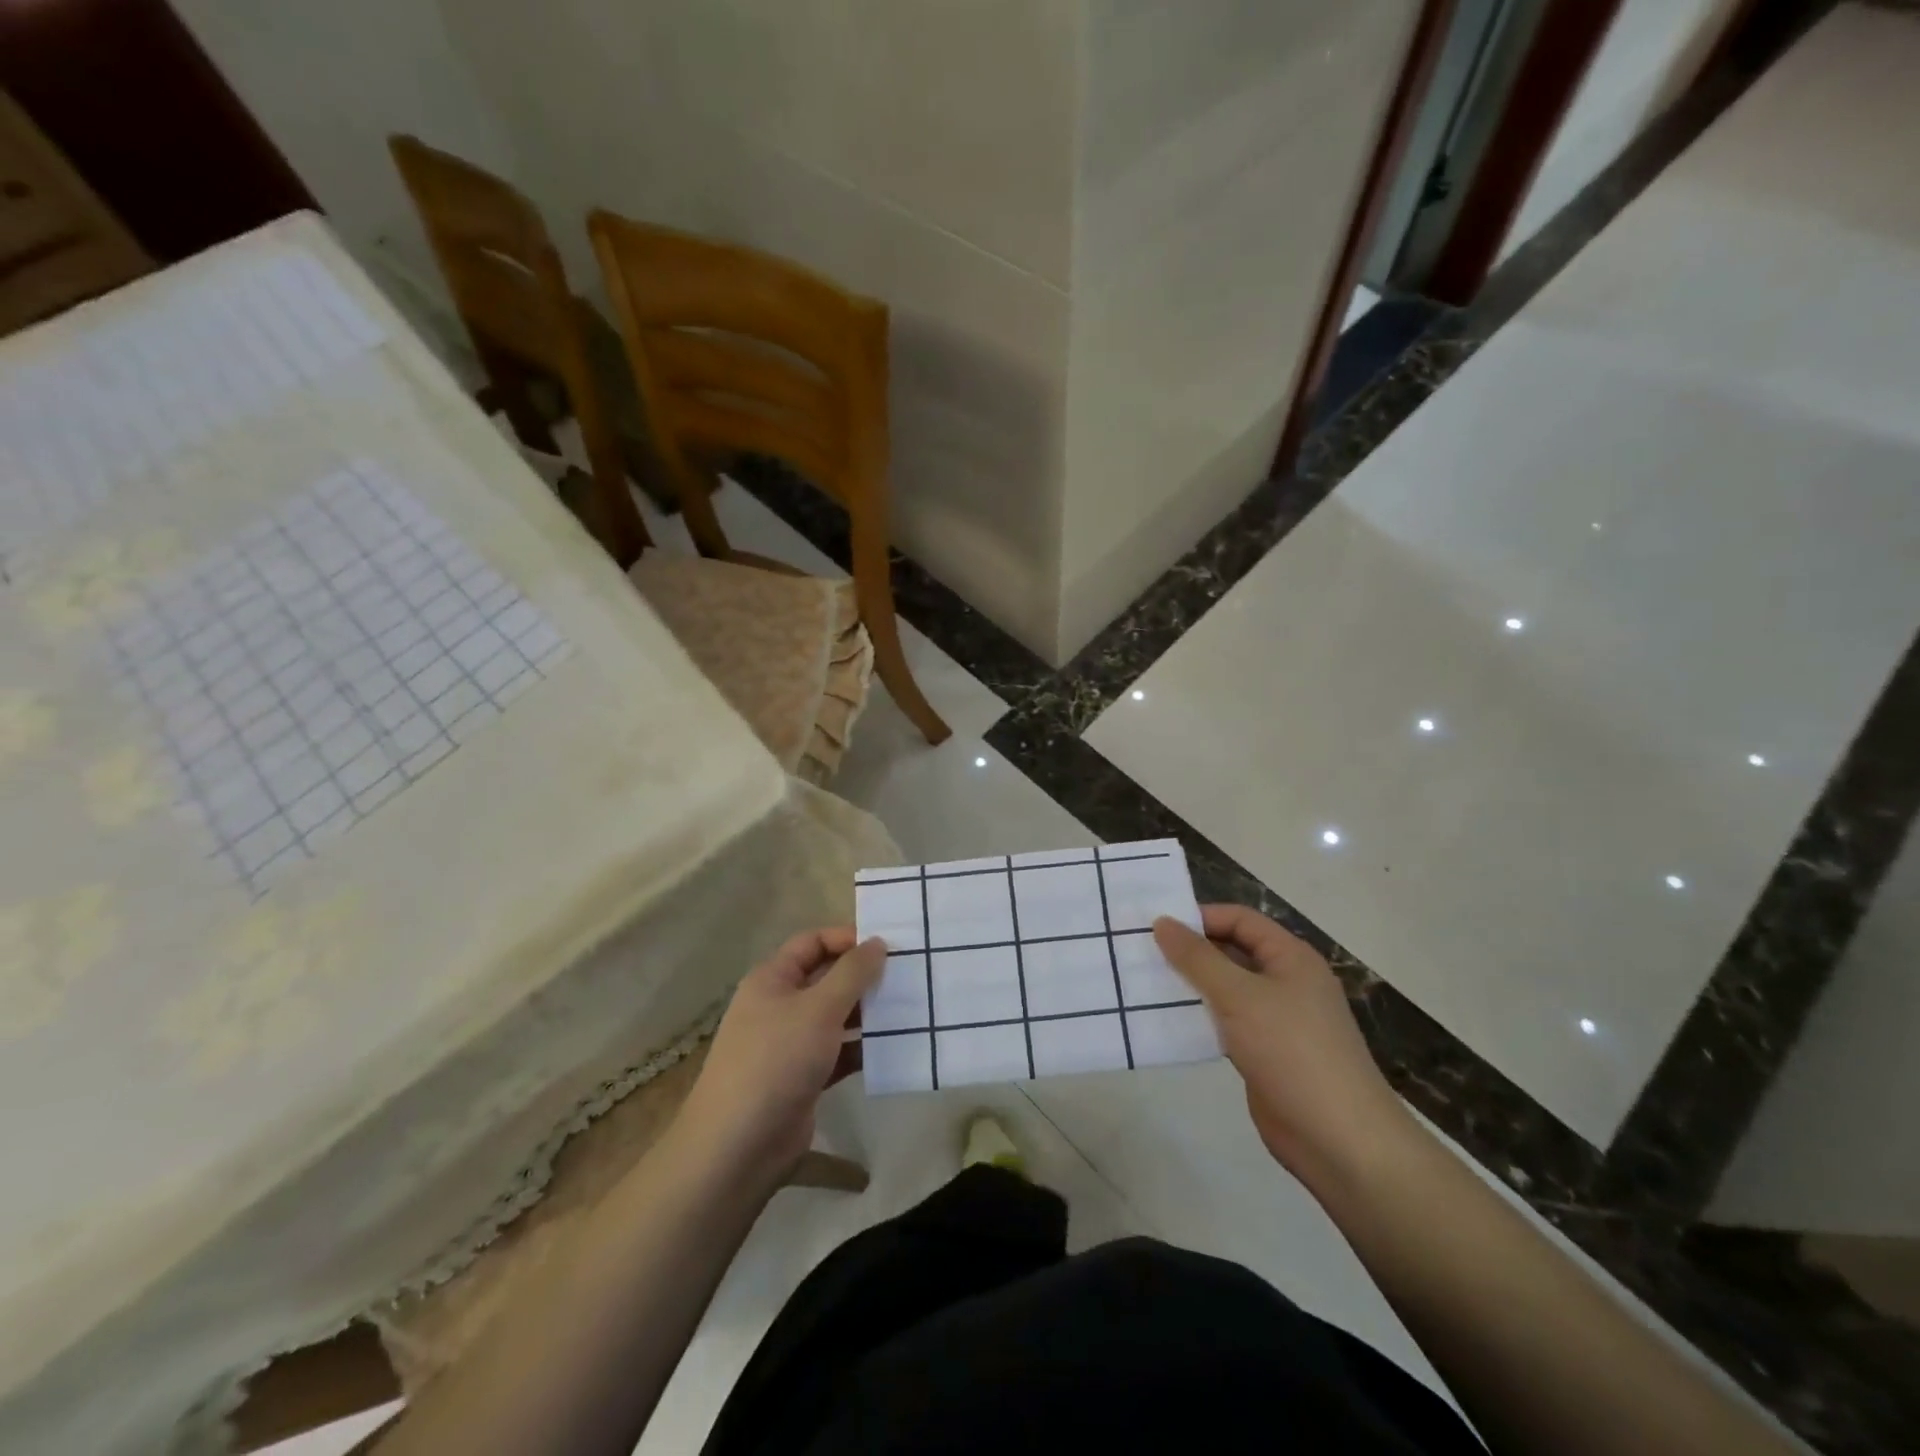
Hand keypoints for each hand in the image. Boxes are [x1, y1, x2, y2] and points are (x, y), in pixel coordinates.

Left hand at [679, 927, 884, 1183]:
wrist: (738, 1147)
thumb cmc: (776, 1061)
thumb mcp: (819, 1008)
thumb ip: (852, 973)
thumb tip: (877, 941)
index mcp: (773, 979)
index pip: (813, 942)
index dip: (847, 939)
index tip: (888, 947)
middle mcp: (780, 1005)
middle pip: (827, 978)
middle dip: (864, 976)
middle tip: (908, 976)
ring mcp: (791, 1044)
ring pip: (836, 1017)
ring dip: (868, 1013)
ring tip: (910, 1009)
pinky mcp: (804, 1078)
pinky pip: (839, 1052)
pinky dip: (862, 1049)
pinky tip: (894, 1048)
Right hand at [1154, 906, 1412, 1186]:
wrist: (1340, 1140)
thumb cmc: (1292, 1051)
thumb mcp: (1239, 996)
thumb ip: (1197, 957)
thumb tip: (1162, 921)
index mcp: (1291, 957)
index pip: (1240, 919)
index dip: (1200, 918)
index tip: (1156, 927)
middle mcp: (1286, 981)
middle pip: (1232, 951)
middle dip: (1190, 951)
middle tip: (1142, 954)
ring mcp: (1277, 1019)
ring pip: (1226, 988)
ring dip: (1191, 985)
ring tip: (1145, 984)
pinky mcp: (1265, 1052)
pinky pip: (1227, 1022)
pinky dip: (1200, 1017)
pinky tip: (1168, 1022)